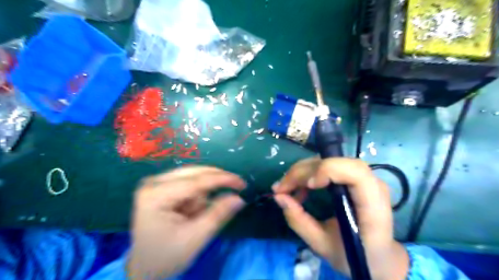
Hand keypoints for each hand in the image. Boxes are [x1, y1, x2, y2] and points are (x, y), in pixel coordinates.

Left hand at [127, 167, 245, 277]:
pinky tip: (190, 211)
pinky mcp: (162, 185)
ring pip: (194, 177)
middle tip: (236, 189)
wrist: (145, 267)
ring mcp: (156, 182)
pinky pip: (189, 182)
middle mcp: (154, 182)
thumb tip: (239, 198)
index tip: (243, 183)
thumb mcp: (195, 238)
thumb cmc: (167, 256)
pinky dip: (197, 195)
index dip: (222, 180)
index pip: (196, 181)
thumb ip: (218, 215)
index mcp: (156, 196)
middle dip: (214, 185)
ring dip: (203, 194)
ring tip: (195, 216)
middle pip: (195, 174)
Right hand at [272, 157, 408, 279]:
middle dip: (303, 172)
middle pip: (335, 162)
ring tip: (286, 189)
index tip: (308, 186)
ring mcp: (363, 178)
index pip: (355, 172)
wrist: (379, 256)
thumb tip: (278, 197)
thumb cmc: (356, 256)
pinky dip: (308, 174)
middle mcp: (371, 185)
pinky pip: (327, 167)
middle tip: (281, 188)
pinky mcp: (353, 178)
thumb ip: (300, 221)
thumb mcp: (323, 245)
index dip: (328, 170)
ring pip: (328, 160)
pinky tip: (299, 189)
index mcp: (372, 206)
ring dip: (302, 171)